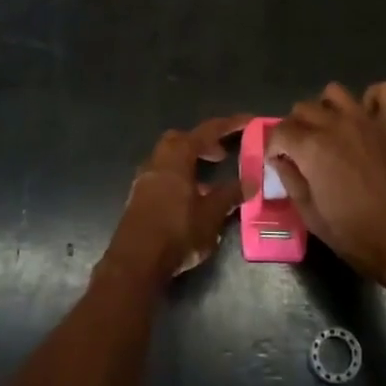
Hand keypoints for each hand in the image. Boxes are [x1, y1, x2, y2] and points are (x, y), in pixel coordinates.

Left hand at [105, 114, 252, 283]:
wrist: (135, 263)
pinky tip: (192, 201)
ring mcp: (144, 179)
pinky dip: (180, 179)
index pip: (207, 131)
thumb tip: (251, 181)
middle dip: (203, 142)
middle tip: (222, 155)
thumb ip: (230, 195)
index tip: (249, 121)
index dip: (230, 125)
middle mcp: (158, 160)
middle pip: (182, 140)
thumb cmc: (177, 232)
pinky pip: (163, 177)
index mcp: (177, 156)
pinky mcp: (138, 197)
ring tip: (210, 182)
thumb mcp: (211, 215)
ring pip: (170, 159)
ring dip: (190, 163)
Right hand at [266, 83, 385, 286]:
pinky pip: (383, 92)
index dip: (274, 146)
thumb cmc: (357, 235)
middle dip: (296, 127)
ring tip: (331, 130)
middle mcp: (336, 124)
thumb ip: (291, 181)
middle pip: (304, 108)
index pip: (280, 131)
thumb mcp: (311, 216)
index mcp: (312, 147)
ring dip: (327, 108)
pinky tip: (368, 117)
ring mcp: (367, 120)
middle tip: (302, 150)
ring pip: (335, 92)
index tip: (279, 161)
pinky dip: (373, 99)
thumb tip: (281, 160)